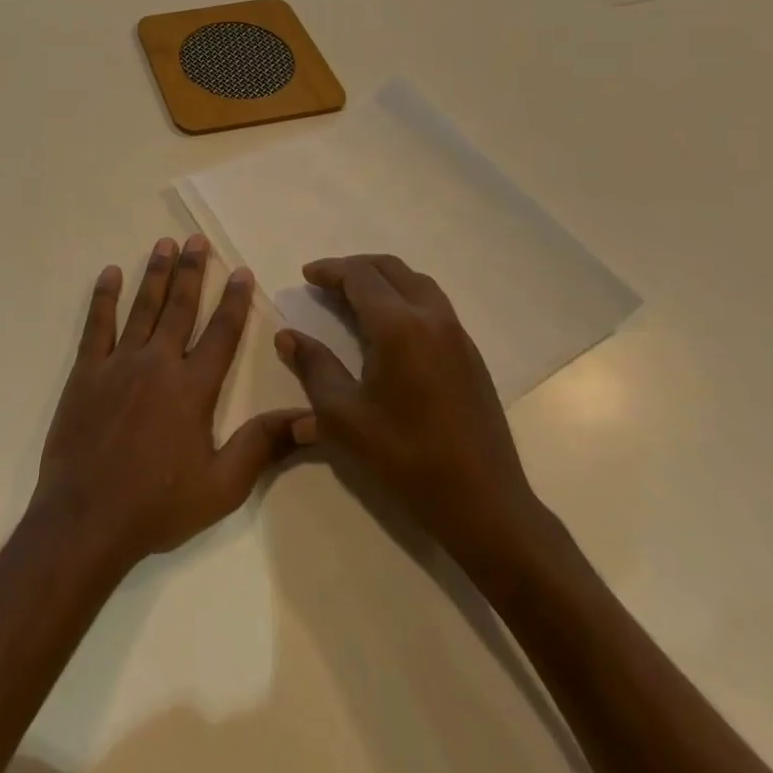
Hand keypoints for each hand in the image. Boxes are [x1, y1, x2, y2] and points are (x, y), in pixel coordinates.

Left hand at [29, 235, 312, 576]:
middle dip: (192, 271)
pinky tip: (110, 272)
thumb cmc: (158, 505)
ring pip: (142, 307)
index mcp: (192, 388)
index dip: (234, 301)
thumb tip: (311, 417)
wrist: (87, 517)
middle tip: (197, 239)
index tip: (241, 271)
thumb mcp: (222, 486)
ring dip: (155, 273)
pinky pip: (97, 324)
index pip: (221, 334)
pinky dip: (103, 297)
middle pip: (180, 307)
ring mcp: (118, 363)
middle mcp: (158, 363)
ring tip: (164, 243)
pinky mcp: (86, 371)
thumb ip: (262, 445)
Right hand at [275, 254, 549, 578]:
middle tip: (326, 282)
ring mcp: (457, 335)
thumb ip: (314, 367)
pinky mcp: (471, 355)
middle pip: (390, 269)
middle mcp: (431, 318)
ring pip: (416, 283)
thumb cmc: (405, 457)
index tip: (306, 276)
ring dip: (382, 279)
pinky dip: (404, 296)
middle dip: (355, 268)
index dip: (330, 270)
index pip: (359, 276)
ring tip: (355, 297)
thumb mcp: (343, 415)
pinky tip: (389, 327)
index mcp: (398, 326)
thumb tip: (288, 337)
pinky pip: (433, 304)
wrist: (484, 504)